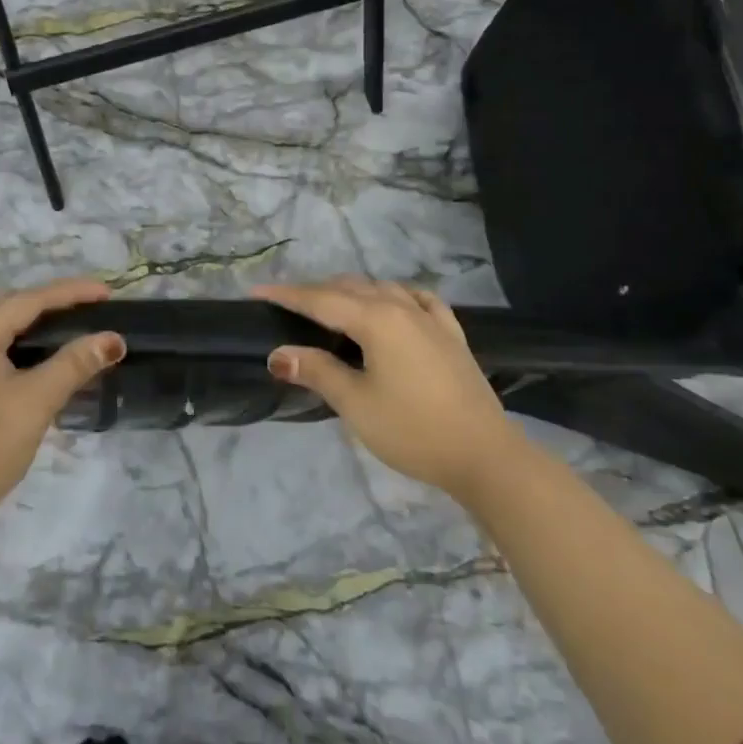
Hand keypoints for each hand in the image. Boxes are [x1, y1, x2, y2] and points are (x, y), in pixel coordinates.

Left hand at [0, 279, 123, 535]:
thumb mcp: (35, 403)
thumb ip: (74, 364)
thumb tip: (113, 339)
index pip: (29, 300)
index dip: (71, 292)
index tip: (107, 293)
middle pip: (15, 309)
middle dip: (56, 303)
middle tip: (94, 307)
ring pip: (7, 332)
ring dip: (42, 327)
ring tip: (78, 328)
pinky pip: (0, 353)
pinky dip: (28, 349)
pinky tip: (48, 362)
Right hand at [256, 278, 512, 501]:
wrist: (485, 455)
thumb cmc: (413, 430)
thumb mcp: (356, 404)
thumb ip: (317, 371)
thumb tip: (278, 353)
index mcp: (375, 318)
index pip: (320, 299)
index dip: (286, 294)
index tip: (256, 291)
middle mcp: (401, 306)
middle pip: (349, 288)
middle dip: (315, 292)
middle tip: (287, 306)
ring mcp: (430, 318)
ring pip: (382, 288)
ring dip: (351, 292)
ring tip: (331, 307)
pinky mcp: (451, 333)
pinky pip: (416, 299)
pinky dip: (394, 295)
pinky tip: (394, 303)